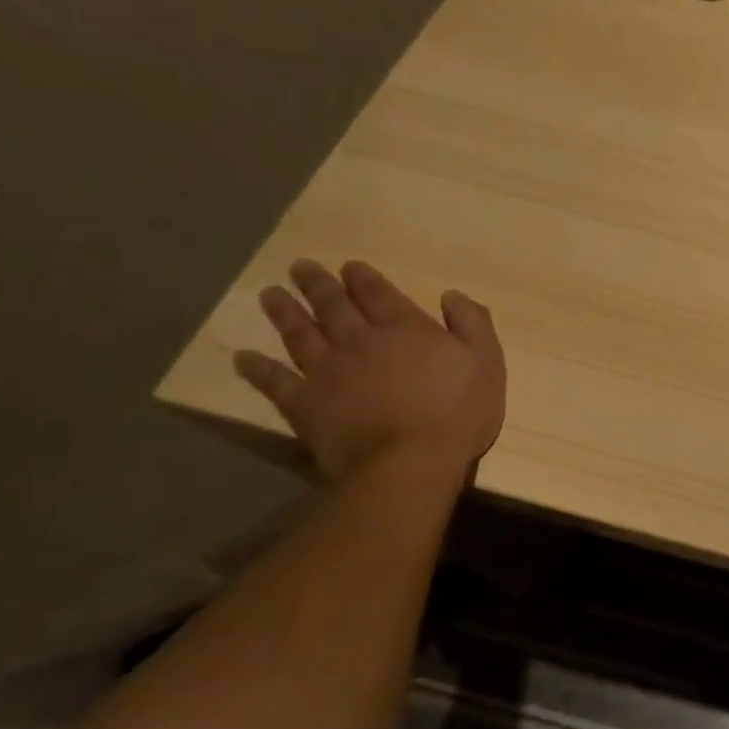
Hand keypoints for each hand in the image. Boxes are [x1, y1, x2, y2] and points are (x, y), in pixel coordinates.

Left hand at [234, 260, 505, 480]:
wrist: (410, 461)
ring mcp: (327, 372)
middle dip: (318, 285)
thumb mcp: (486, 360)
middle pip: (333, 306)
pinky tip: (242, 358)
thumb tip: (452, 295)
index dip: (362, 278)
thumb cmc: (458, 410)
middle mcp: (360, 341)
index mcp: (405, 328)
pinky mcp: (305, 405)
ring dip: (284, 313)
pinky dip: (256, 368)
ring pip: (299, 334)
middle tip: (300, 268)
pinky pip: (274, 381)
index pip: (378, 293)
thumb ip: (472, 323)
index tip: (348, 266)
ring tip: (269, 295)